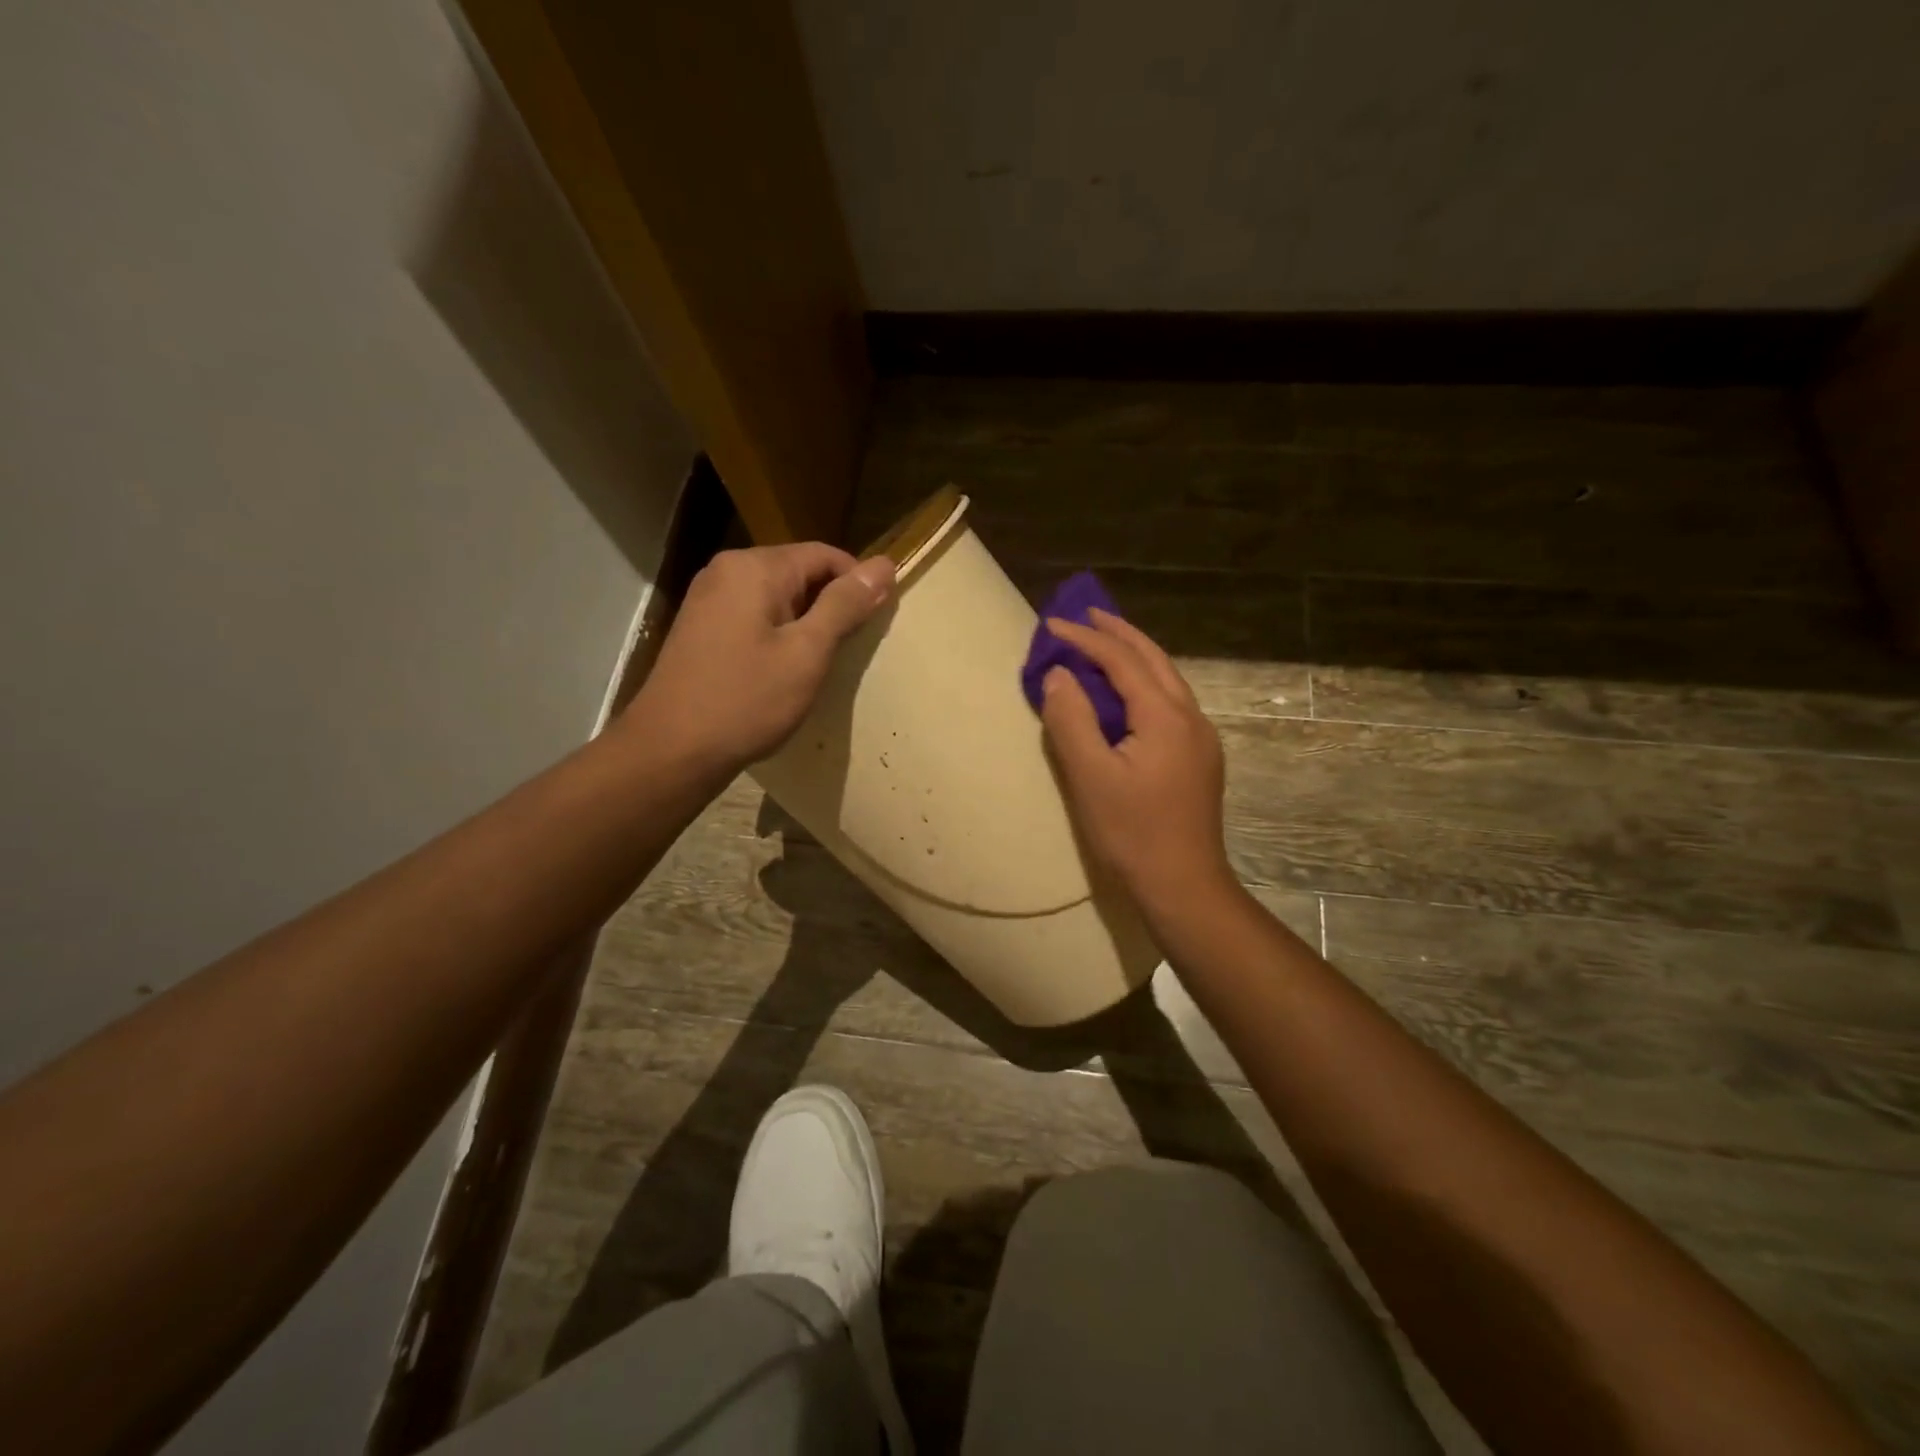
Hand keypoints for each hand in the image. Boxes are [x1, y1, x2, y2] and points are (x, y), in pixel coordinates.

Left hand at [623, 544, 894, 774]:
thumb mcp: (807, 653)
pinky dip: (778, 633)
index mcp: (755, 567)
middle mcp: (727, 570)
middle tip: (851, 649)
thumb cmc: (746, 701)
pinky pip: (754, 615)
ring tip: (820, 663)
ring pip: (777, 596)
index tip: (878, 622)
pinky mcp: (700, 626)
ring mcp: (708, 598)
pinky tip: (784, 669)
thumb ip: (845, 606)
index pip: (826, 555)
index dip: (859, 583)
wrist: (671, 750)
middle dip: (831, 604)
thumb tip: (884, 564)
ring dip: (805, 622)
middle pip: (799, 572)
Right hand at [1039, 610, 1237, 928]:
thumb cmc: (1132, 832)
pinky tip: (1128, 693)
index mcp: (1165, 716)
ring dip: (1135, 655)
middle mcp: (1190, 717)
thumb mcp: (1090, 777)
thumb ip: (1072, 720)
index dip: (1085, 640)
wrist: (1183, 884)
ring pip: (1166, 680)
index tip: (1051, 625)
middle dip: (1118, 633)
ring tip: (1105, 642)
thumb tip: (1058, 675)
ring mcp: (1200, 738)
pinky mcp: (1199, 758)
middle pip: (1153, 659)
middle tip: (1086, 613)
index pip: (1121, 661)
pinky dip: (1144, 682)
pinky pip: (1170, 702)